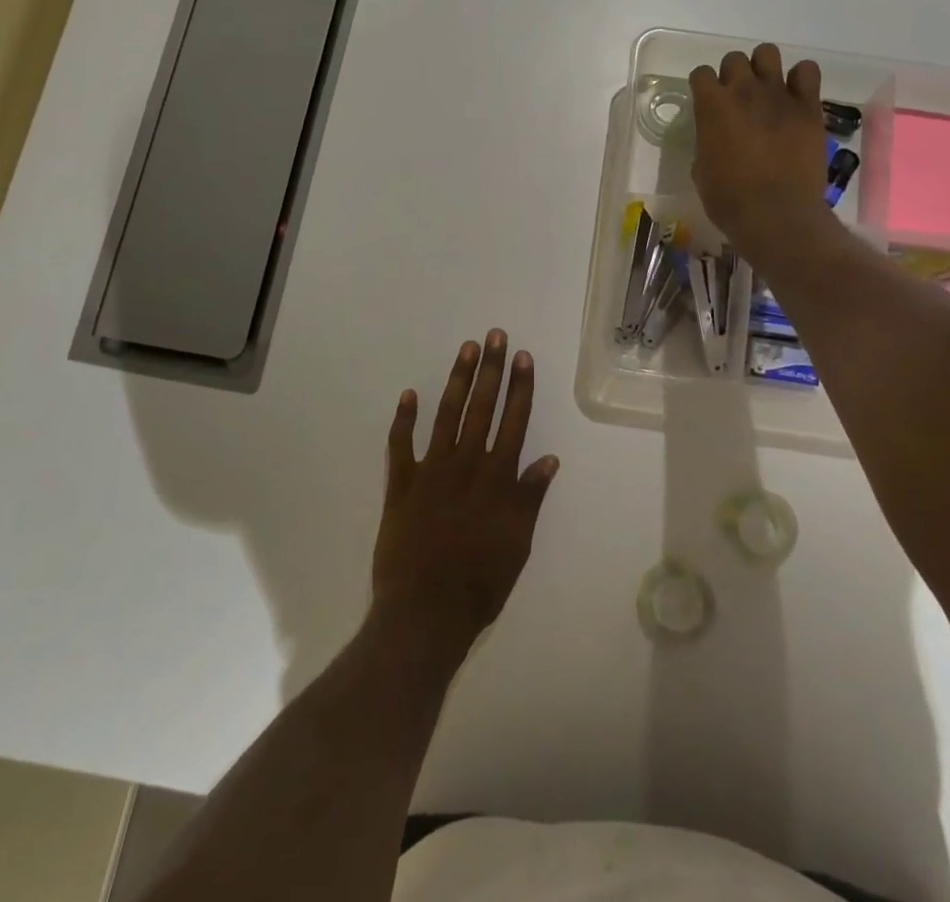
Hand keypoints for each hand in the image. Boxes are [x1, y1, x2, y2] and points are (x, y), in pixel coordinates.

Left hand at [372, 331, 559, 662]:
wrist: (424, 613)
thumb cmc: (480, 583)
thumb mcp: (517, 544)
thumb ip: (530, 498)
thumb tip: (549, 458)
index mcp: (497, 478)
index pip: (514, 421)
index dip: (520, 387)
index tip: (523, 357)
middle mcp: (466, 465)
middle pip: (482, 408)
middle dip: (492, 370)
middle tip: (495, 336)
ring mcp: (431, 472)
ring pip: (447, 415)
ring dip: (458, 380)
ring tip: (466, 349)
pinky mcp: (401, 485)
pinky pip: (400, 446)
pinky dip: (404, 419)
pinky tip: (409, 394)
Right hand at [689, 43, 832, 264]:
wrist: (776, 215)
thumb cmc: (729, 200)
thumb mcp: (702, 172)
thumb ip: (707, 144)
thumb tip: (716, 140)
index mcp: (711, 106)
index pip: (700, 74)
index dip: (703, 87)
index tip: (707, 103)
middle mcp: (743, 91)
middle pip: (734, 59)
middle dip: (733, 75)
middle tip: (738, 100)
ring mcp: (779, 95)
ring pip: (768, 53)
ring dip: (764, 68)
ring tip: (767, 91)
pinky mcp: (808, 107)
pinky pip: (807, 71)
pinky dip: (800, 79)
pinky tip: (796, 98)